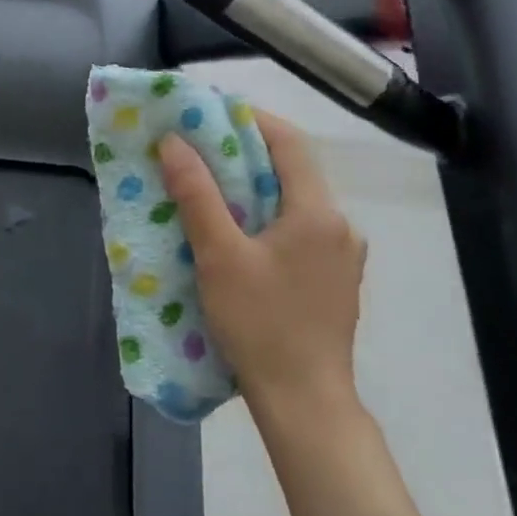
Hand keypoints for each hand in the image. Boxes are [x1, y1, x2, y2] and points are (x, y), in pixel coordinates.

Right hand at [157, 108, 366, 422]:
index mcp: (318, 212)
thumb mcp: (219, 256)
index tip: (209, 112)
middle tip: (199, 148)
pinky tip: (238, 234)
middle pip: (293, 170)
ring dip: (255, 187)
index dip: (250, 118)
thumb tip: (174, 143)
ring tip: (211, 188)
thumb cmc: (261, 324)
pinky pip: (299, 230)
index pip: (289, 142)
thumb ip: (197, 195)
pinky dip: (267, 217)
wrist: (305, 402)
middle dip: (245, 153)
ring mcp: (342, 256)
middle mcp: (340, 226)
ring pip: (295, 202)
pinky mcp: (334, 280)